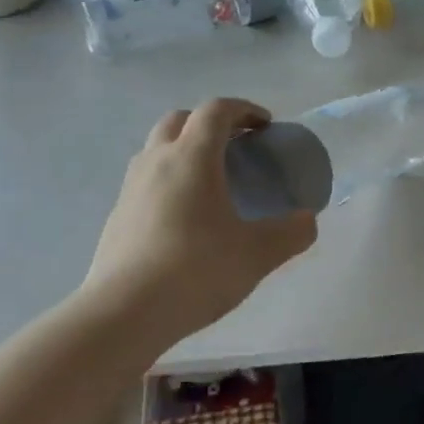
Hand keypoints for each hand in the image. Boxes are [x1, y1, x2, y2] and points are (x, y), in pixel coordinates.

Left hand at [83, 99, 316, 341]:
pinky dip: (168, 181)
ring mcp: (130, 188)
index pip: (216, 110)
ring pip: (157, 149)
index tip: (265, 126)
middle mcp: (157, 161)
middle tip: (236, 147)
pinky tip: (184, 218)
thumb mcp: (257, 254)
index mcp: (192, 156)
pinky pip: (145, 181)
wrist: (123, 314)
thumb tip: (307, 220)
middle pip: (180, 120)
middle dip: (210, 123)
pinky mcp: (116, 216)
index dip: (244, 109)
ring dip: (184, 150)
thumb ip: (291, 233)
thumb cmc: (196, 271)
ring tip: (210, 181)